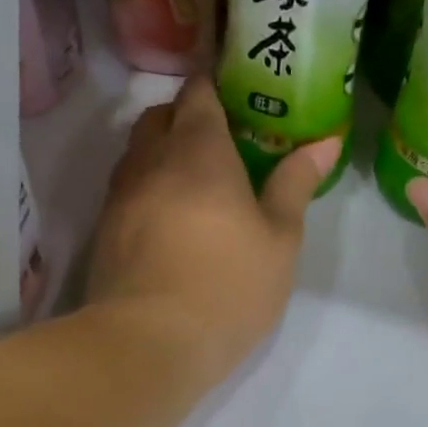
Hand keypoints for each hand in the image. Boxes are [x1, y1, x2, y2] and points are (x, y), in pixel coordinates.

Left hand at [85, 78, 341, 387]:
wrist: (148, 343)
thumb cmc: (228, 284)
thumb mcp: (280, 237)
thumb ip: (296, 183)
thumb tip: (323, 142)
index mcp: (199, 151)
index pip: (198, 94)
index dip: (214, 83)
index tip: (236, 91)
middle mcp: (152, 160)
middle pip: (161, 116)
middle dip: (186, 116)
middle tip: (222, 139)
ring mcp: (121, 194)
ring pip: (138, 151)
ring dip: (163, 150)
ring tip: (196, 178)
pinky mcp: (104, 229)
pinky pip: (127, 187)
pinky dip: (148, 185)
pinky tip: (171, 216)